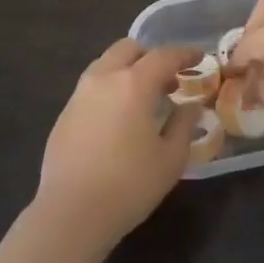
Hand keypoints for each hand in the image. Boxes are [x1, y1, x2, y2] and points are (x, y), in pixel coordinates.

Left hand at [34, 38, 203, 252]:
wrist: (71, 213)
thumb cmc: (129, 185)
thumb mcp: (170, 158)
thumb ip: (184, 125)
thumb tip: (190, 106)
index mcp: (133, 84)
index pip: (163, 56)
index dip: (184, 54)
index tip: (199, 57)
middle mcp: (103, 79)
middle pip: (128, 49)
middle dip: (151, 55)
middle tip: (168, 77)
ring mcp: (79, 95)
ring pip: (105, 64)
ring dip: (127, 70)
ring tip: (144, 97)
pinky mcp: (64, 115)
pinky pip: (92, 87)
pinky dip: (110, 88)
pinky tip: (119, 117)